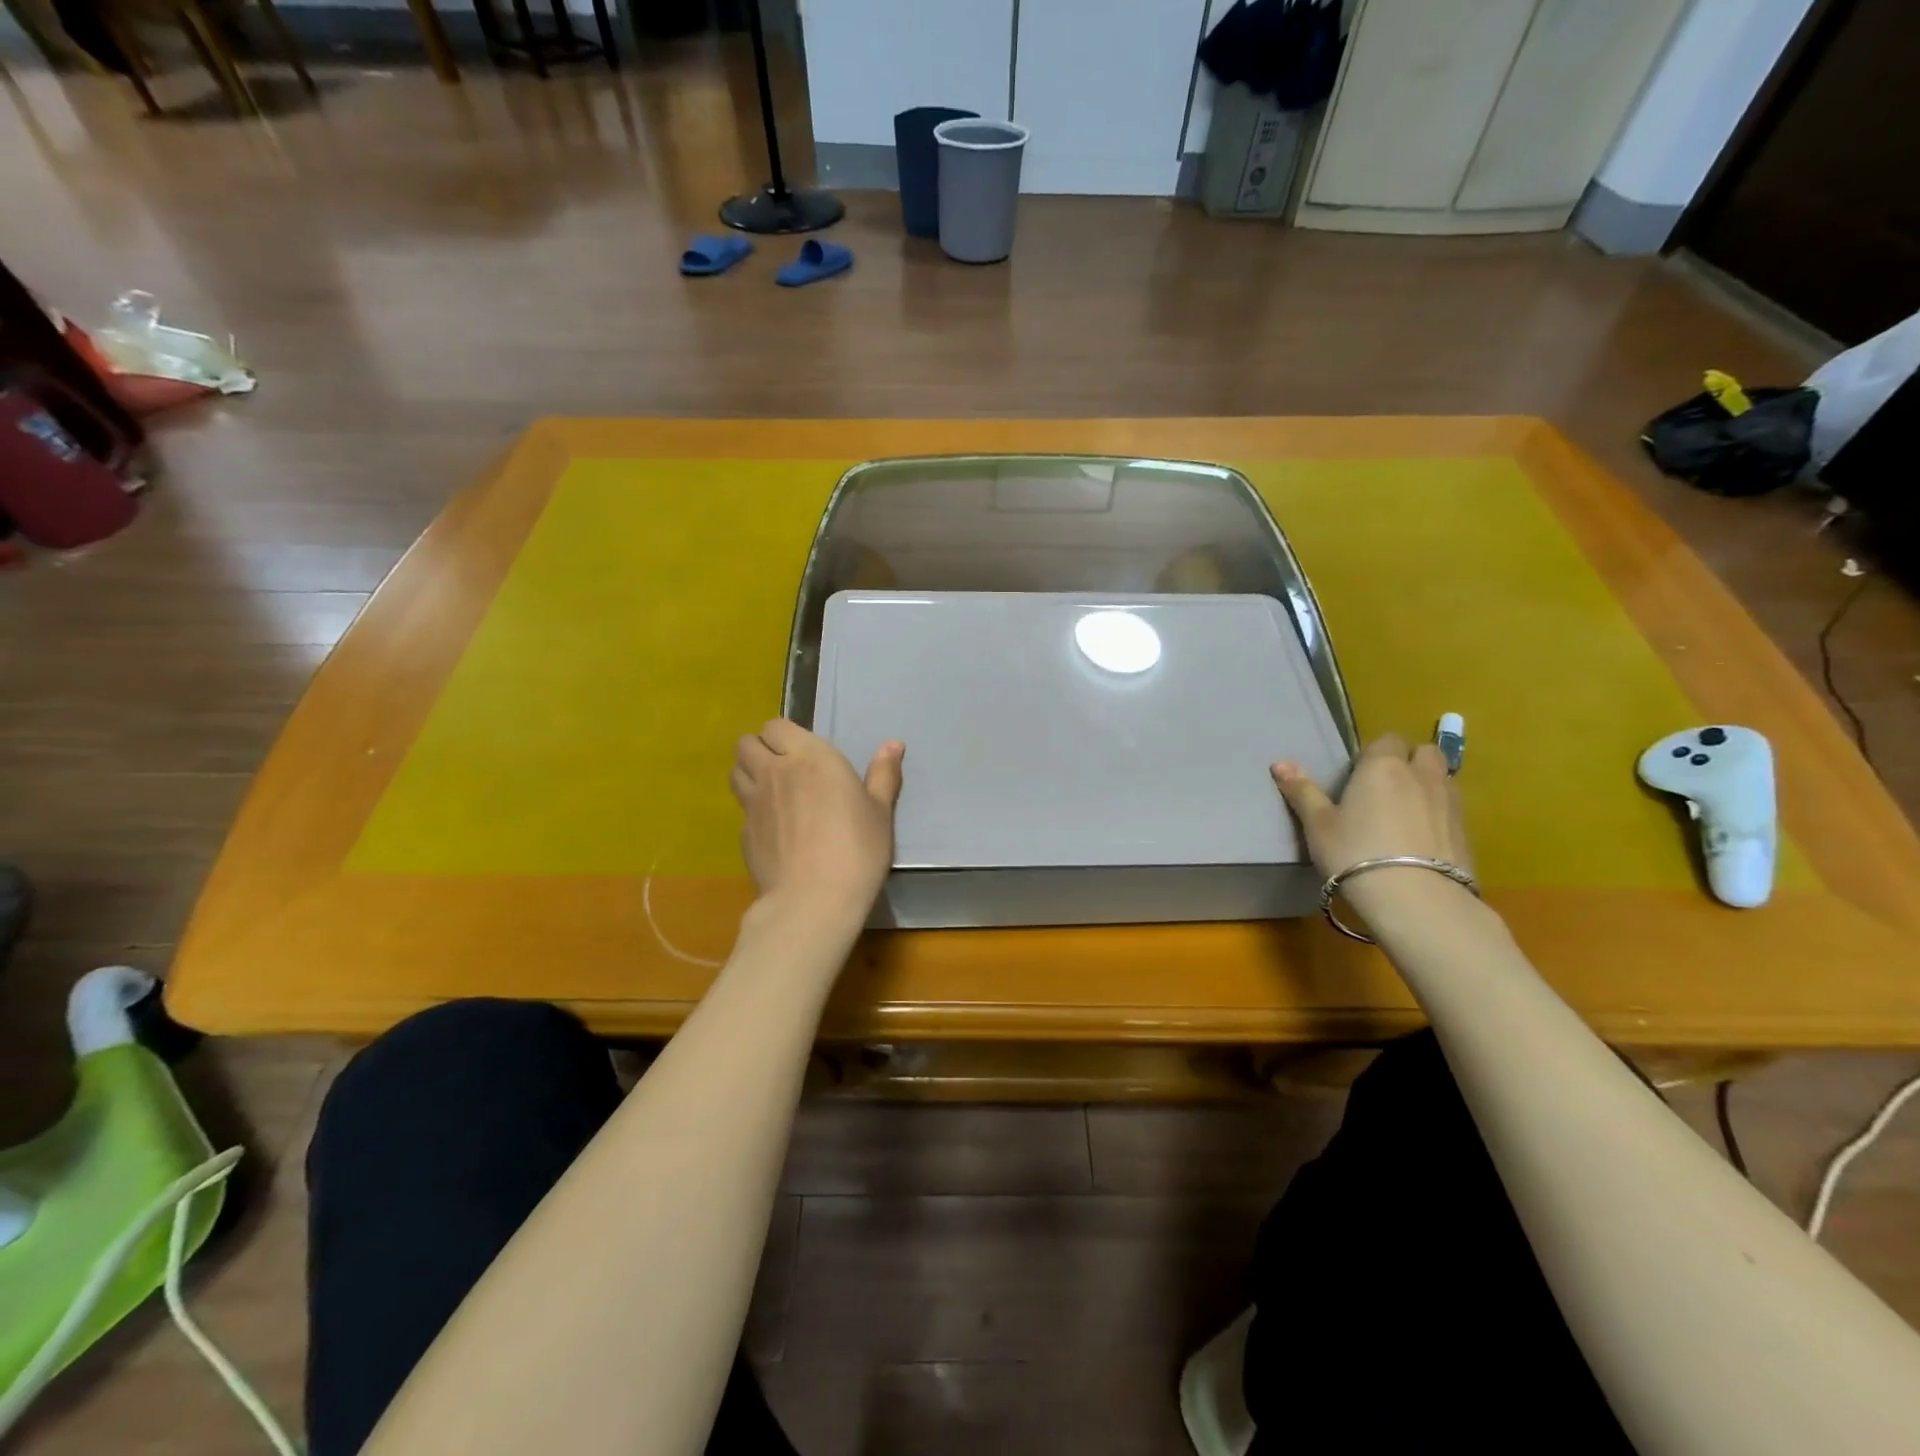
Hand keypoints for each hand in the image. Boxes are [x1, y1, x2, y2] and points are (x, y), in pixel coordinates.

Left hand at [730, 719, 904, 919]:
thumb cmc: (856, 848)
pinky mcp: (743, 834)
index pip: (776, 726)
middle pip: (746, 744)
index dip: (785, 736)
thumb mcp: (880, 811)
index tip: (803, 752)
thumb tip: (894, 744)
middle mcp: (774, 772)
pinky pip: (741, 811)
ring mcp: (753, 804)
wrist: (814, 899)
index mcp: (809, 757)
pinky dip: (752, 813)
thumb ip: (883, 774)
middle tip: (783, 767)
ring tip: (771, 792)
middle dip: (759, 749)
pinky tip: (773, 830)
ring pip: (735, 773)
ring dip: (748, 774)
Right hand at [1271, 732, 1472, 882]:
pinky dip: (1439, 815)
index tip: (1357, 776)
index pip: (1386, 739)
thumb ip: (1303, 792)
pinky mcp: (1468, 832)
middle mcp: (1421, 775)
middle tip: (1386, 788)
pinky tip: (1422, 840)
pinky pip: (1453, 809)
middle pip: (1424, 751)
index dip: (1373, 753)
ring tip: (1405, 813)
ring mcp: (1450, 803)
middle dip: (1409, 760)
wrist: (1416, 900)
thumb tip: (1279, 763)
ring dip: (1428, 785)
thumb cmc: (1355, 854)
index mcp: (1382, 767)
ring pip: (1443, 778)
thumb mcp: (1319, 825)